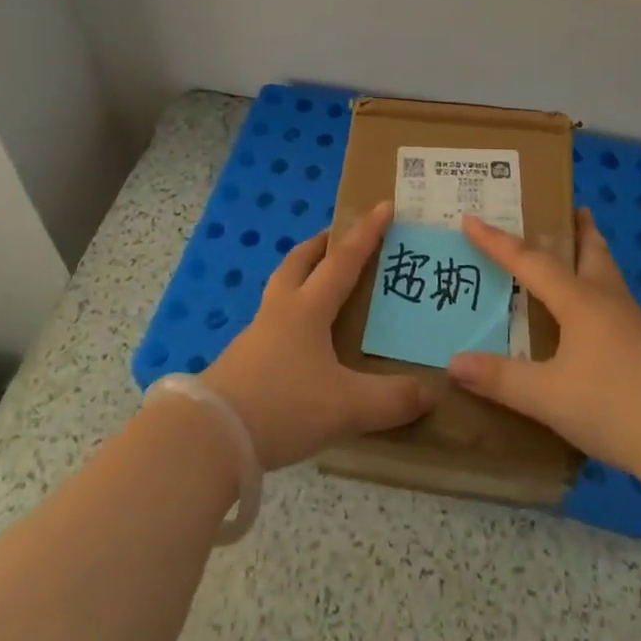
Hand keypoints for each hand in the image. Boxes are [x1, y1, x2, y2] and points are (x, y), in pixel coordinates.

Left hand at [202, 200, 433, 468]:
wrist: (211, 435)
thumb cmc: (283, 405)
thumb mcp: (345, 407)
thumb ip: (390, 400)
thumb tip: (429, 392)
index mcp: (308, 307)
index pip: (343, 260)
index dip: (366, 233)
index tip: (384, 205)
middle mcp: (281, 310)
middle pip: (299, 261)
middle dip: (321, 243)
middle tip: (339, 236)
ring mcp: (257, 334)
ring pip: (282, 288)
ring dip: (301, 274)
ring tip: (320, 283)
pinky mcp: (242, 360)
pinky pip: (272, 321)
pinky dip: (290, 314)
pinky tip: (299, 340)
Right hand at [447, 209, 640, 476]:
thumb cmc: (614, 405)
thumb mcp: (548, 396)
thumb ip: (501, 379)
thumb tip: (454, 362)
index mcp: (578, 300)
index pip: (529, 261)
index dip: (497, 241)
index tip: (471, 218)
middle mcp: (606, 299)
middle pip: (591, 250)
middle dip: (577, 228)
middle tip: (569, 207)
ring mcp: (633, 322)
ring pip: (608, 274)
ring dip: (593, 254)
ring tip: (583, 249)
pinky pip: (616, 302)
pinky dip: (601, 290)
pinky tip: (596, 316)